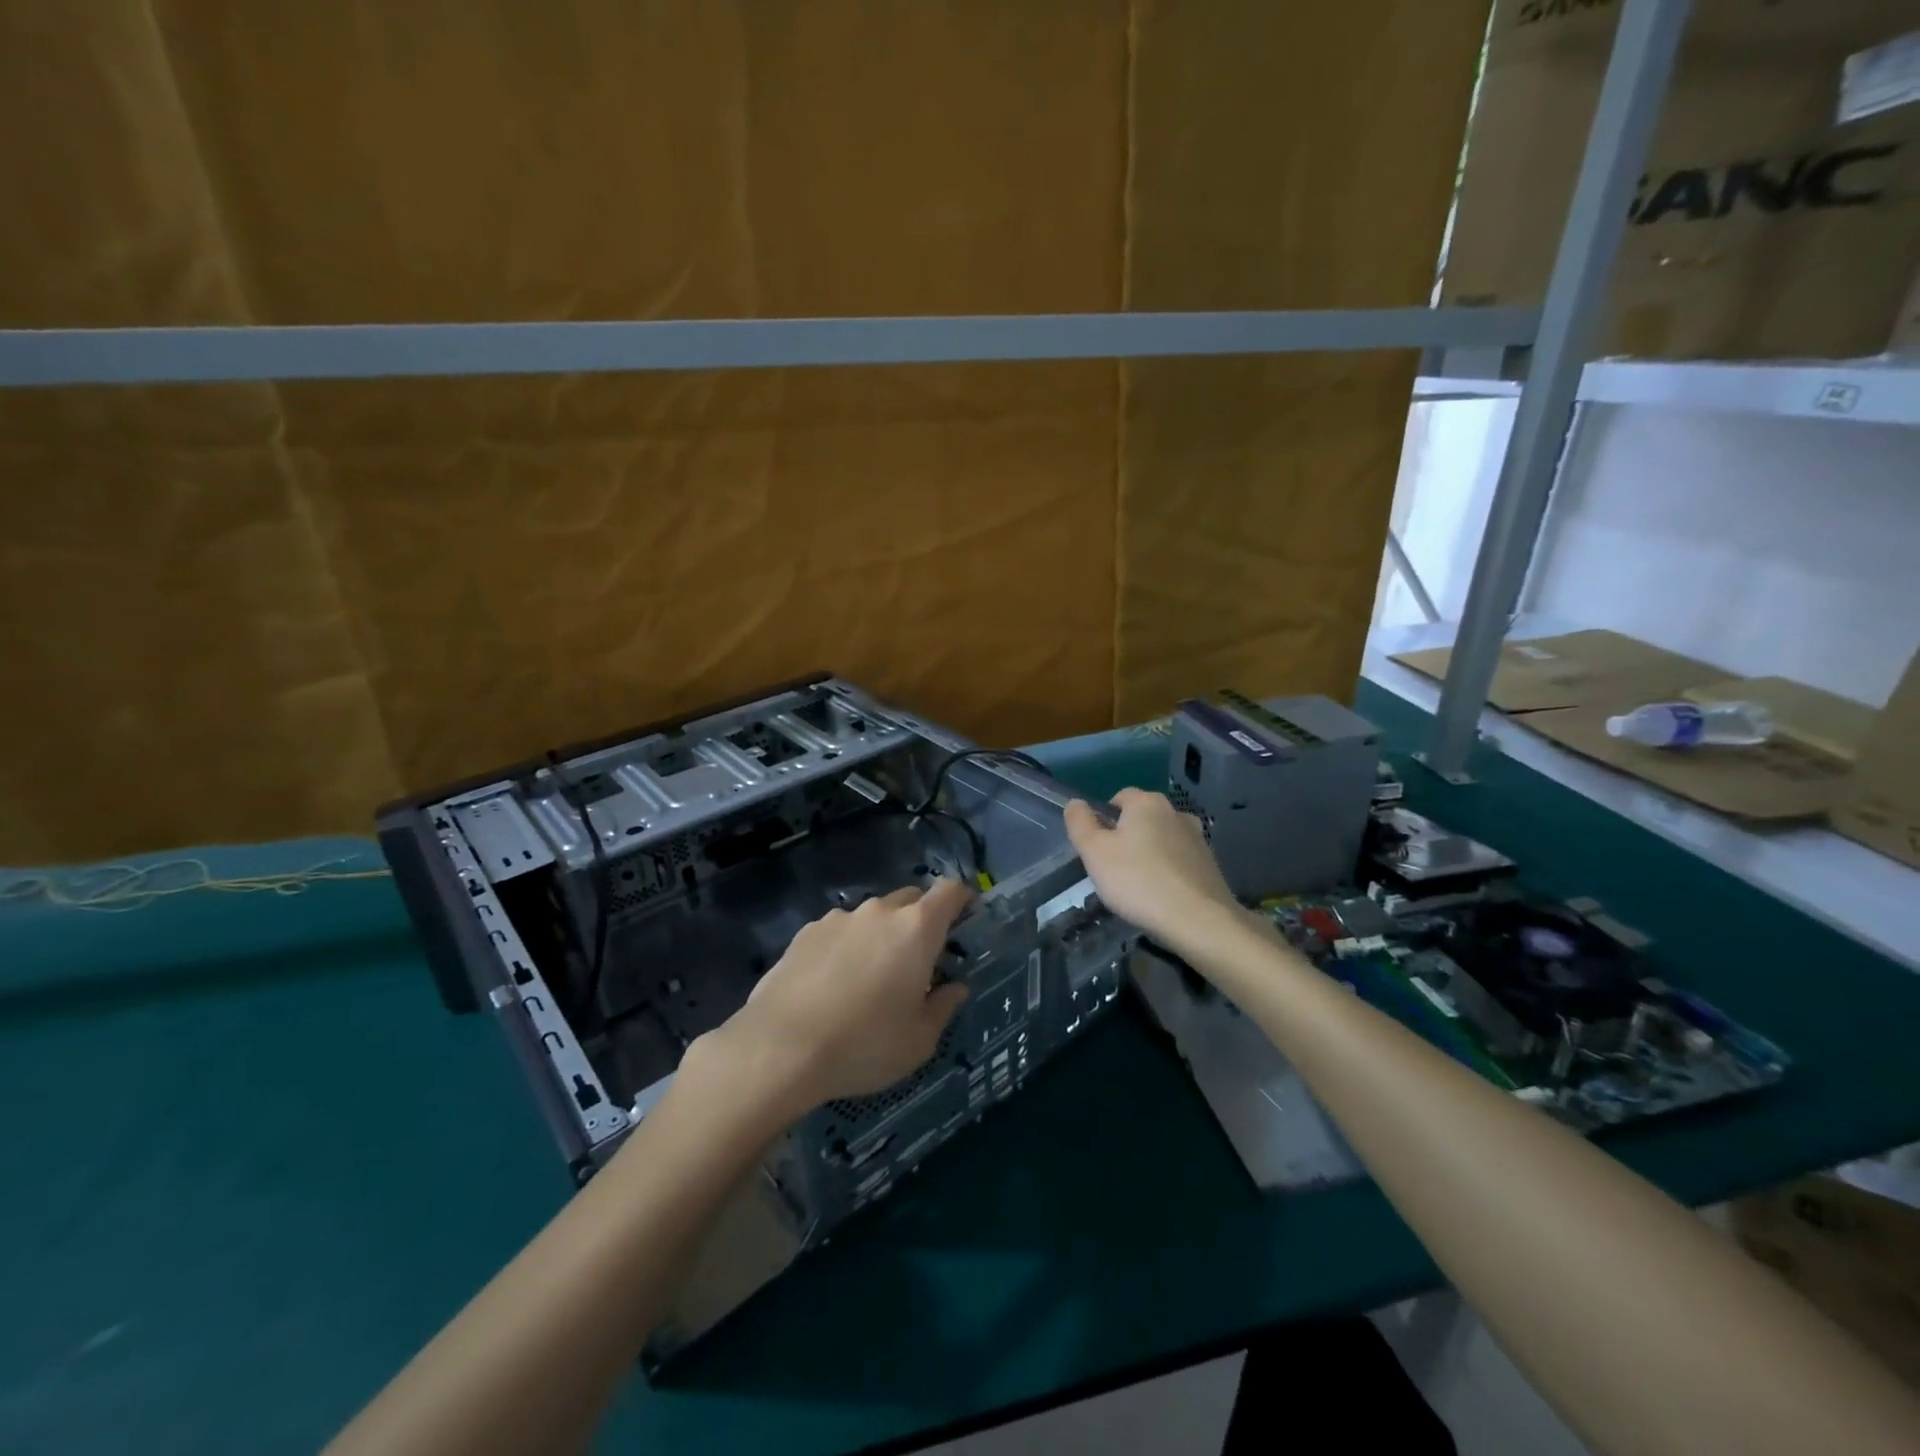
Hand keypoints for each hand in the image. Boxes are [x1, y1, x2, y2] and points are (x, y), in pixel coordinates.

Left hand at [697, 881, 972, 1118]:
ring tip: (869, 978)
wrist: (779, 1048)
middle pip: (910, 900)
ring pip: (872, 916)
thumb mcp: (919, 1040)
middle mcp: (879, 912)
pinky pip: (839, 931)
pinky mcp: (804, 933)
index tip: (965, 919)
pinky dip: (846, 947)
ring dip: (880, 935)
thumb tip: (955, 987)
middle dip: (920, 921)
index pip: (950, 891)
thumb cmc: (864, 1045)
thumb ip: (943, 1007)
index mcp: (916, 929)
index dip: (962, 900)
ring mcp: (838, 918)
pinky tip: (832, 985)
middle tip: (918, 961)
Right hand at [1063, 788, 1243, 953]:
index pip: (1118, 798)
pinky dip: (1168, 871)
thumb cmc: (1138, 881)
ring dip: (1149, 854)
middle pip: (1141, 818)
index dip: (1103, 821)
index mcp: (1146, 802)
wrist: (1199, 920)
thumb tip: (1076, 803)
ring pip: (1161, 839)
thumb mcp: (1094, 852)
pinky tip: (1162, 895)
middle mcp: (1175, 811)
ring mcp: (1197, 837)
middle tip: (1113, 870)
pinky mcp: (1210, 862)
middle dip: (1126, 838)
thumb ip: (1079, 822)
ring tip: (1139, 887)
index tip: (1098, 850)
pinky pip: (1179, 860)